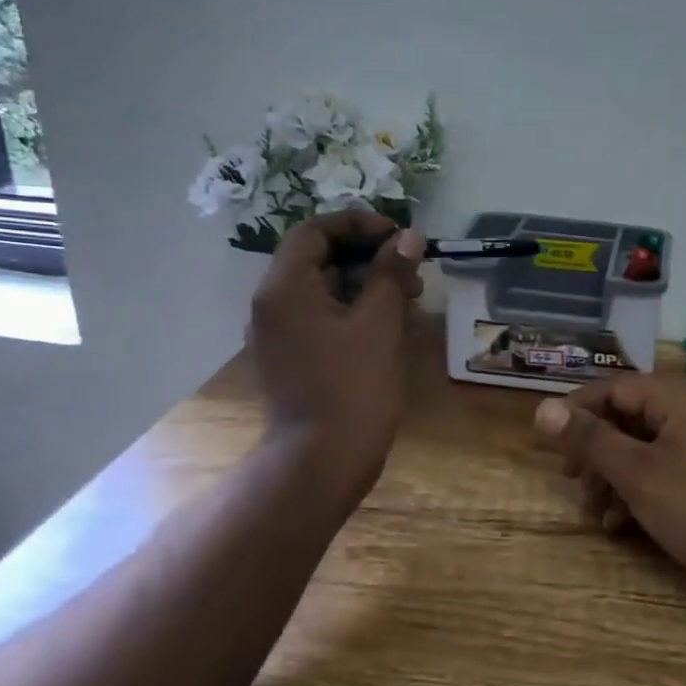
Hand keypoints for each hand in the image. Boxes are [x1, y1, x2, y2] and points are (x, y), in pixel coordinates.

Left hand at [249, 210, 424, 484]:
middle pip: (319, 256)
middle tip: (411, 268)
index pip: (315, 230)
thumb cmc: (351, 386)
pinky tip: (391, 321)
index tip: (398, 236)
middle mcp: (273, 303)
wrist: (321, 461)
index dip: (358, 223)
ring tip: (411, 297)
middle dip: (369, 255)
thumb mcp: (379, 322)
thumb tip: (409, 236)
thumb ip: (392, 272)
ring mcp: (280, 331)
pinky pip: (323, 314)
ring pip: (325, 287)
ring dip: (367, 282)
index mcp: (285, 287)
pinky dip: (355, 308)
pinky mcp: (293, 354)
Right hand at [534, 376, 685, 625]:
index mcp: (676, 397)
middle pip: (625, 418)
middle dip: (594, 450)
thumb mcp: (636, 472)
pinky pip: (657, 472)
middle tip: (570, 479)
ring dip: (610, 476)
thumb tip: (542, 407)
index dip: (577, 411)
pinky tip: (616, 524)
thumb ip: (590, 439)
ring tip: (593, 511)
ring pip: (639, 449)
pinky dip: (633, 492)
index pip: (613, 388)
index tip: (548, 441)